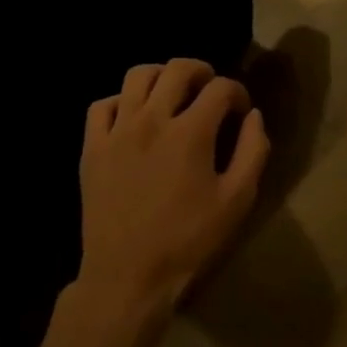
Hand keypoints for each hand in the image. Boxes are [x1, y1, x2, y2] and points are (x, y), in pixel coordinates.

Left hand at [77, 59, 268, 320]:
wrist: (127, 278)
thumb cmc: (188, 241)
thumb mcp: (236, 201)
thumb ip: (253, 151)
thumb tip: (254, 115)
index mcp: (190, 132)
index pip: (220, 88)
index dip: (236, 92)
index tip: (240, 110)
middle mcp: (152, 119)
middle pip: (178, 68)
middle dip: (202, 71)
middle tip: (209, 90)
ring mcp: (118, 130)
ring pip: (138, 75)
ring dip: (161, 77)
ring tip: (171, 95)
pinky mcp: (92, 147)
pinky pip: (102, 105)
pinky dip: (121, 102)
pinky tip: (133, 119)